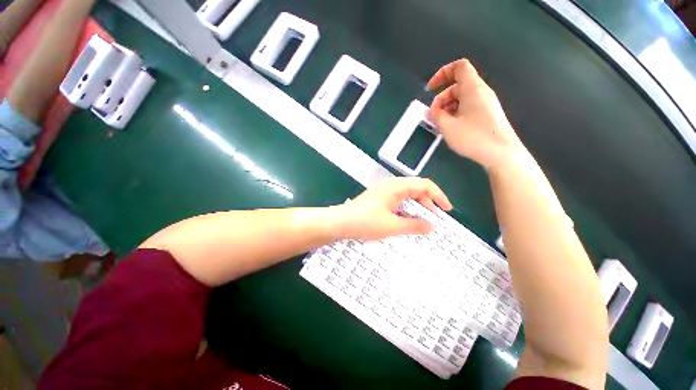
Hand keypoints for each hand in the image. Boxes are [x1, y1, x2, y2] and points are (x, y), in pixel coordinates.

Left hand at [332, 178, 452, 240]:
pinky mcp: (379, 199)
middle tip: (435, 220)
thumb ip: (414, 226)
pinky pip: (398, 202)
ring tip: (424, 222)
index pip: (424, 185)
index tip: (447, 211)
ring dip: (417, 208)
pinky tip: (408, 221)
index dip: (438, 196)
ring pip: (407, 196)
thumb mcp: (392, 226)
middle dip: (428, 203)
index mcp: (396, 186)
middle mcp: (391, 186)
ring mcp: (384, 192)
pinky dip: (406, 210)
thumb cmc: (366, 222)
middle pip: (416, 189)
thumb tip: (432, 226)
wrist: (340, 222)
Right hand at [427, 59, 526, 169]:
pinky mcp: (487, 114)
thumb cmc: (473, 137)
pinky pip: (468, 107)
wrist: (501, 153)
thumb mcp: (448, 127)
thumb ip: (436, 116)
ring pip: (462, 98)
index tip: (430, 89)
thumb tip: (429, 111)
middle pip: (457, 85)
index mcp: (472, 88)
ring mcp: (485, 103)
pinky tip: (451, 128)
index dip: (442, 73)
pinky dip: (456, 113)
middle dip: (441, 98)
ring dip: (447, 108)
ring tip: (440, 125)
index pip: (459, 67)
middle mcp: (481, 92)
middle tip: (433, 116)